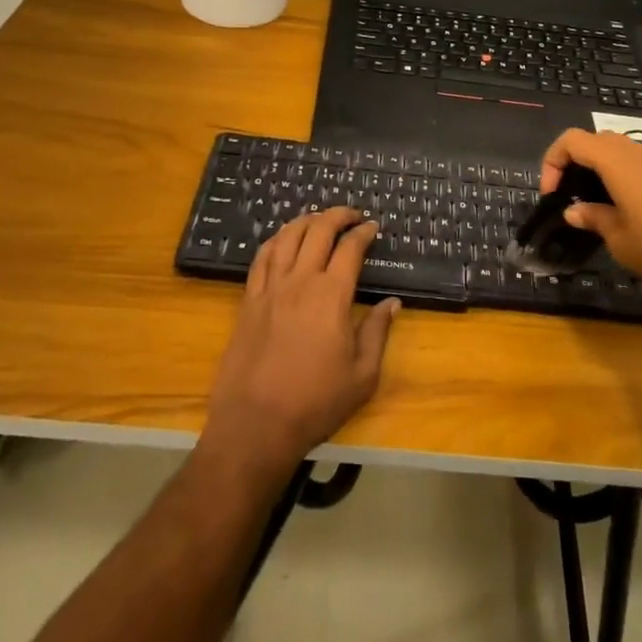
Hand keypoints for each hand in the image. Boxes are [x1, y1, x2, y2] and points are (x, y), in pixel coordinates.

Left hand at [203, 207, 398, 478]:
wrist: (255, 426)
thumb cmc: (315, 403)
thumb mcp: (362, 376)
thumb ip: (377, 333)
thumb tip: (392, 304)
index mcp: (331, 295)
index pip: (350, 248)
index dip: (363, 232)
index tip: (373, 227)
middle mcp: (300, 281)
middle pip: (318, 231)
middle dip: (338, 215)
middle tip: (352, 215)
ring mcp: (270, 289)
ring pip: (287, 237)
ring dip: (306, 220)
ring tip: (319, 219)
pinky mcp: (249, 301)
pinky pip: (261, 258)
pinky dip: (276, 240)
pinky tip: (283, 239)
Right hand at [540, 130, 641, 282]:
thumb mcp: (618, 236)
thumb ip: (593, 218)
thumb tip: (573, 211)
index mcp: (613, 159)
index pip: (571, 140)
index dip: (553, 162)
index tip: (552, 194)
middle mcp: (635, 150)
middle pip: (595, 141)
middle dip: (576, 163)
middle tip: (572, 195)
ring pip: (620, 151)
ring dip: (602, 169)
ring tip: (599, 203)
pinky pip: (641, 164)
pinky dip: (625, 177)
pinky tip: (630, 208)